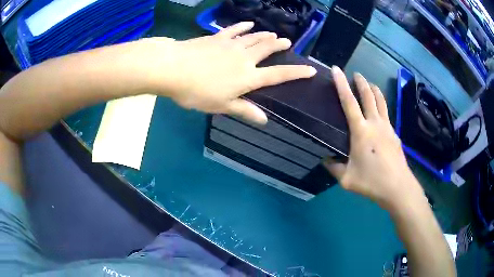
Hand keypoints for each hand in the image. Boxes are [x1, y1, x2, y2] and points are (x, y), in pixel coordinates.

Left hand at [139, 22, 315, 123]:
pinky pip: (233, 30)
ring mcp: (230, 45)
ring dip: (264, 35)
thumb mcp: (221, 106)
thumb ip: (244, 110)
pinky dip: (242, 27)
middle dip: (279, 45)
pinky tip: (249, 24)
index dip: (296, 73)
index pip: (278, 75)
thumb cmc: (196, 91)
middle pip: (266, 49)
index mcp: (248, 77)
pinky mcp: (216, 38)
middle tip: (287, 41)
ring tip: (273, 33)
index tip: (311, 69)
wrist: (173, 69)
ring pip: (253, 38)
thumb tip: (265, 120)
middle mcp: (244, 58)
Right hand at [324, 66, 422, 209]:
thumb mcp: (346, 179)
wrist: (398, 187)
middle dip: (361, 82)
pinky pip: (387, 114)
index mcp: (361, 131)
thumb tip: (326, 159)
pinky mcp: (395, 134)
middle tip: (356, 74)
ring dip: (374, 90)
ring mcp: (387, 127)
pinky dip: (381, 105)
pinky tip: (379, 112)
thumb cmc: (372, 182)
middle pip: (369, 95)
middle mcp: (375, 124)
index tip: (337, 69)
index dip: (341, 84)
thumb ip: (334, 168)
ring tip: (369, 84)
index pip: (349, 102)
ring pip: (381, 101)